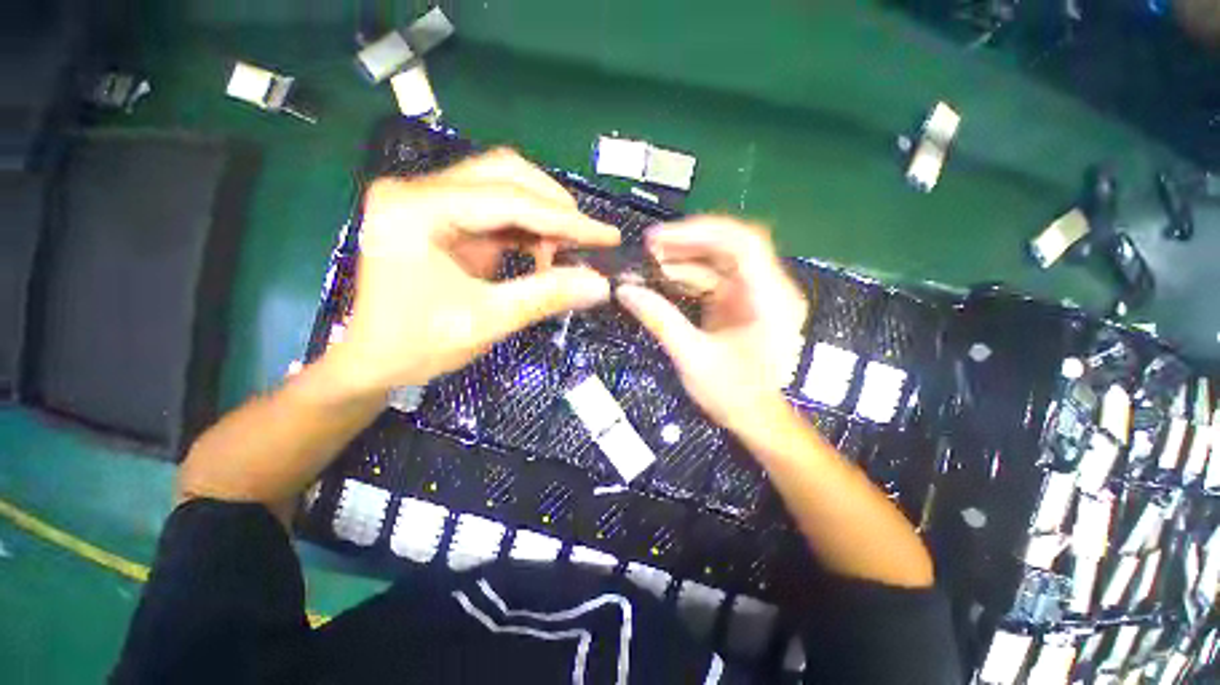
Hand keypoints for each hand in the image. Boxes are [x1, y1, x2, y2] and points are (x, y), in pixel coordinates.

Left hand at [331, 149, 619, 394]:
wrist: (373, 361)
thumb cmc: (416, 346)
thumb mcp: (485, 322)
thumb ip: (544, 297)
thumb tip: (600, 284)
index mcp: (416, 209)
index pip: (507, 200)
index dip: (565, 219)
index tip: (608, 236)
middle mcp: (419, 191)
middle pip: (503, 173)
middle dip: (553, 206)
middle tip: (584, 241)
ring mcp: (429, 201)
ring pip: (503, 186)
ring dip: (543, 216)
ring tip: (566, 250)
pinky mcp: (442, 217)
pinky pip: (496, 210)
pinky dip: (528, 229)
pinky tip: (544, 253)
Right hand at [616, 217, 807, 433]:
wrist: (756, 419)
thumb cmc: (733, 395)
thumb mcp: (693, 358)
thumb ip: (660, 320)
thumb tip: (624, 291)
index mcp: (771, 300)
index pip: (743, 244)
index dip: (700, 233)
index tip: (660, 239)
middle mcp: (769, 288)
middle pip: (730, 246)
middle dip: (687, 243)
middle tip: (649, 247)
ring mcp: (756, 294)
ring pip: (719, 261)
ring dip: (684, 259)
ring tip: (649, 263)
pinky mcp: (741, 302)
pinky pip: (713, 279)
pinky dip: (687, 277)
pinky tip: (662, 279)